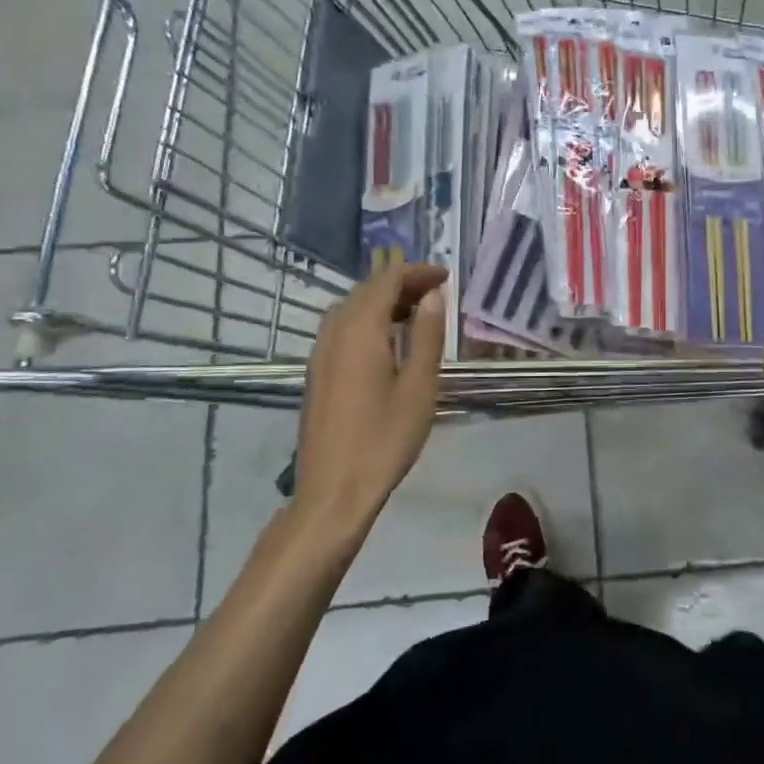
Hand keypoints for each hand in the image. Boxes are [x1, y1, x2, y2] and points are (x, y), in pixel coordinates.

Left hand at [293, 262, 448, 533]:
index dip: (416, 272)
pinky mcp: (317, 372)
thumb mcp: (419, 387)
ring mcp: (320, 353)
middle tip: (435, 292)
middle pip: (366, 290)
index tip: (446, 276)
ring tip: (416, 313)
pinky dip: (367, 320)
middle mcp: (334, 333)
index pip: (387, 281)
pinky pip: (341, 328)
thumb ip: (426, 335)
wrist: (334, 491)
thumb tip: (431, 295)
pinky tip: (387, 341)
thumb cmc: (385, 439)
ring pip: (350, 308)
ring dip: (382, 301)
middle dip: (400, 283)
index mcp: (360, 331)